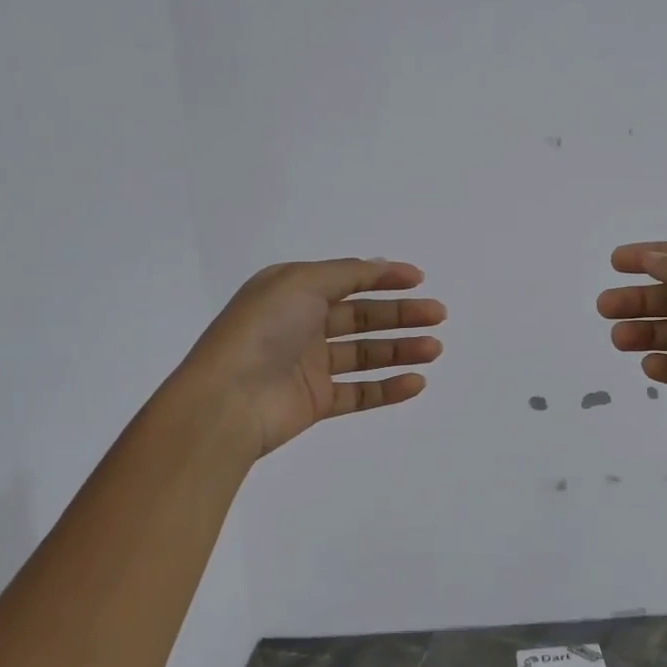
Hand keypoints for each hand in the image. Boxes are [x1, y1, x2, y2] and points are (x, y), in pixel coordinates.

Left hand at [175, 258, 445, 459]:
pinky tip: (416, 381)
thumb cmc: (263, 331)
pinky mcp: (316, 401)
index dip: (383, 278)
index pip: (347, 280)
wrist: (228, 400)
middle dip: (401, 314)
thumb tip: (378, 265)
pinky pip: (359, 393)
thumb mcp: (301, 282)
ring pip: (365, 354)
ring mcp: (310, 366)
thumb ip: (345, 273)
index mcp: (293, 292)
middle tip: (438, 316)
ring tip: (435, 349)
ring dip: (402, 349)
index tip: (419, 280)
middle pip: (362, 317)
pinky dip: (388, 388)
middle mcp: (302, 325)